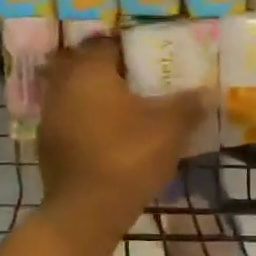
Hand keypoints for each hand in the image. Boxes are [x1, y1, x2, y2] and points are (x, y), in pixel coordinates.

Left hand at [37, 38, 207, 238]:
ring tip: (128, 109)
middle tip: (140, 81)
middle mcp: (62, 86)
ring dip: (98, 97)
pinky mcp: (48, 145)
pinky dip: (89, 121)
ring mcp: (50, 117)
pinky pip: (71, 120)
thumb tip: (208, 92)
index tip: (151, 58)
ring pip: (76, 94)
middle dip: (111, 71)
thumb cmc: (128, 158)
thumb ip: (188, 106)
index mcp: (88, 71)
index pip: (106, 43)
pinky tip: (111, 136)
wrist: (86, 212)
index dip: (130, 47)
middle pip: (86, 66)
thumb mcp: (169, 129)